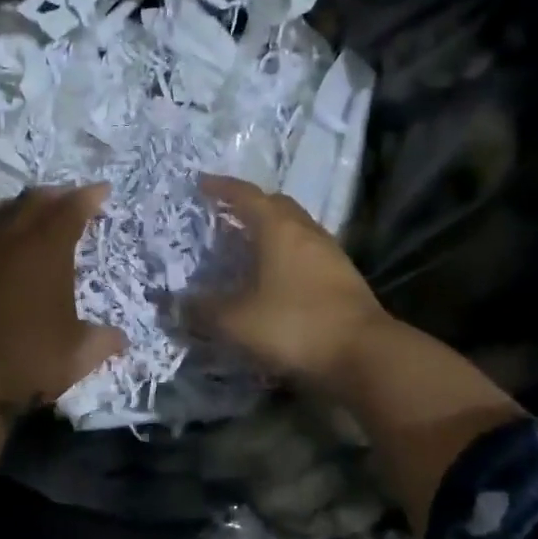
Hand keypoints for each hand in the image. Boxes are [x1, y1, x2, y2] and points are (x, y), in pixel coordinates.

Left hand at [0, 185, 126, 414]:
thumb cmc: (30, 357)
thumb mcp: (78, 355)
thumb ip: (103, 341)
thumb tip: (121, 339)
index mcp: (48, 252)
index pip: (71, 210)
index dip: (89, 197)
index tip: (103, 189)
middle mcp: (12, 243)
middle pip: (34, 203)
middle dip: (55, 195)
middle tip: (68, 195)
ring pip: (0, 216)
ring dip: (19, 209)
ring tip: (30, 211)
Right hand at [193, 175, 391, 388]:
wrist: (363, 355)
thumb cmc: (293, 325)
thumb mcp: (235, 321)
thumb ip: (201, 310)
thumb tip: (174, 305)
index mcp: (278, 229)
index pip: (246, 196)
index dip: (222, 188)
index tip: (202, 184)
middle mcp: (306, 232)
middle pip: (276, 205)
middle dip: (250, 205)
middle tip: (226, 214)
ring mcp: (330, 253)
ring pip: (295, 228)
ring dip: (270, 230)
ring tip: (247, 245)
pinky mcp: (343, 277)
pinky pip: (307, 251)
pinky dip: (286, 253)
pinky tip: (275, 276)